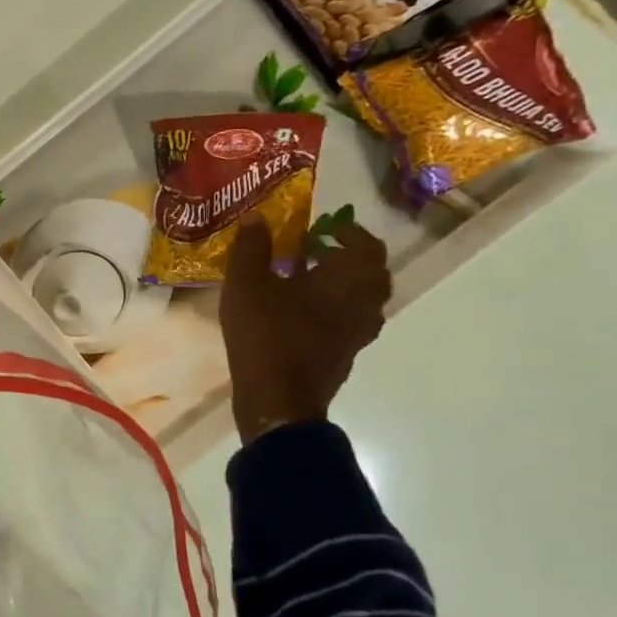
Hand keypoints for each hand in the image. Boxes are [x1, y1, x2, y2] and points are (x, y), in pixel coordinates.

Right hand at [220, 219, 390, 442]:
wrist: (278, 399)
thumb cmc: (267, 334)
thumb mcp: (247, 283)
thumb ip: (252, 247)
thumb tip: (257, 216)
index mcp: (349, 279)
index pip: (367, 245)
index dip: (348, 231)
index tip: (322, 226)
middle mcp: (364, 303)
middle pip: (369, 272)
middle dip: (345, 256)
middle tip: (314, 249)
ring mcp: (358, 333)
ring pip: (359, 298)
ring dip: (338, 283)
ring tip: (302, 276)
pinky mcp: (344, 354)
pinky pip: (346, 319)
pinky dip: (330, 306)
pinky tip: (295, 308)